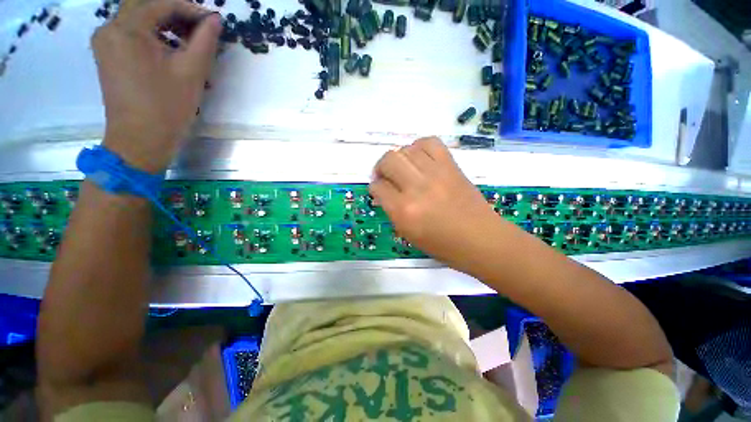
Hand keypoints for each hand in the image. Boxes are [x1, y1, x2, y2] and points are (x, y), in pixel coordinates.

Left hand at [92, 0, 220, 172]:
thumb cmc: (167, 108)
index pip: (161, 3)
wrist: (140, 141)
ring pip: (139, 20)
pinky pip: (131, 34)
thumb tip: (215, 20)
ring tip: (189, 43)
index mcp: (127, 29)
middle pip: (146, 7)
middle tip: (201, 30)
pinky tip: (170, 51)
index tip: (213, 22)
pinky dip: (153, 37)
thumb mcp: (191, 72)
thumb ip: (204, 41)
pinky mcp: (108, 56)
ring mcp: (105, 43)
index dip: (191, 9)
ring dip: (165, 25)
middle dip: (176, 14)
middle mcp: (109, 29)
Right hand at [369, 138, 502, 268]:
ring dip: (400, 158)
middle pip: (388, 160)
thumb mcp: (408, 234)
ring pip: (406, 149)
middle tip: (387, 176)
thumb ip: (392, 210)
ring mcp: (435, 173)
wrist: (479, 238)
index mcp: (404, 211)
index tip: (379, 190)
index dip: (375, 188)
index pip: (378, 187)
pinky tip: (420, 159)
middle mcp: (416, 188)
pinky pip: (430, 143)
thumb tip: (384, 191)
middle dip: (381, 167)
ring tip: (404, 168)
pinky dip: (420, 147)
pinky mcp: (451, 165)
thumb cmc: (442, 244)